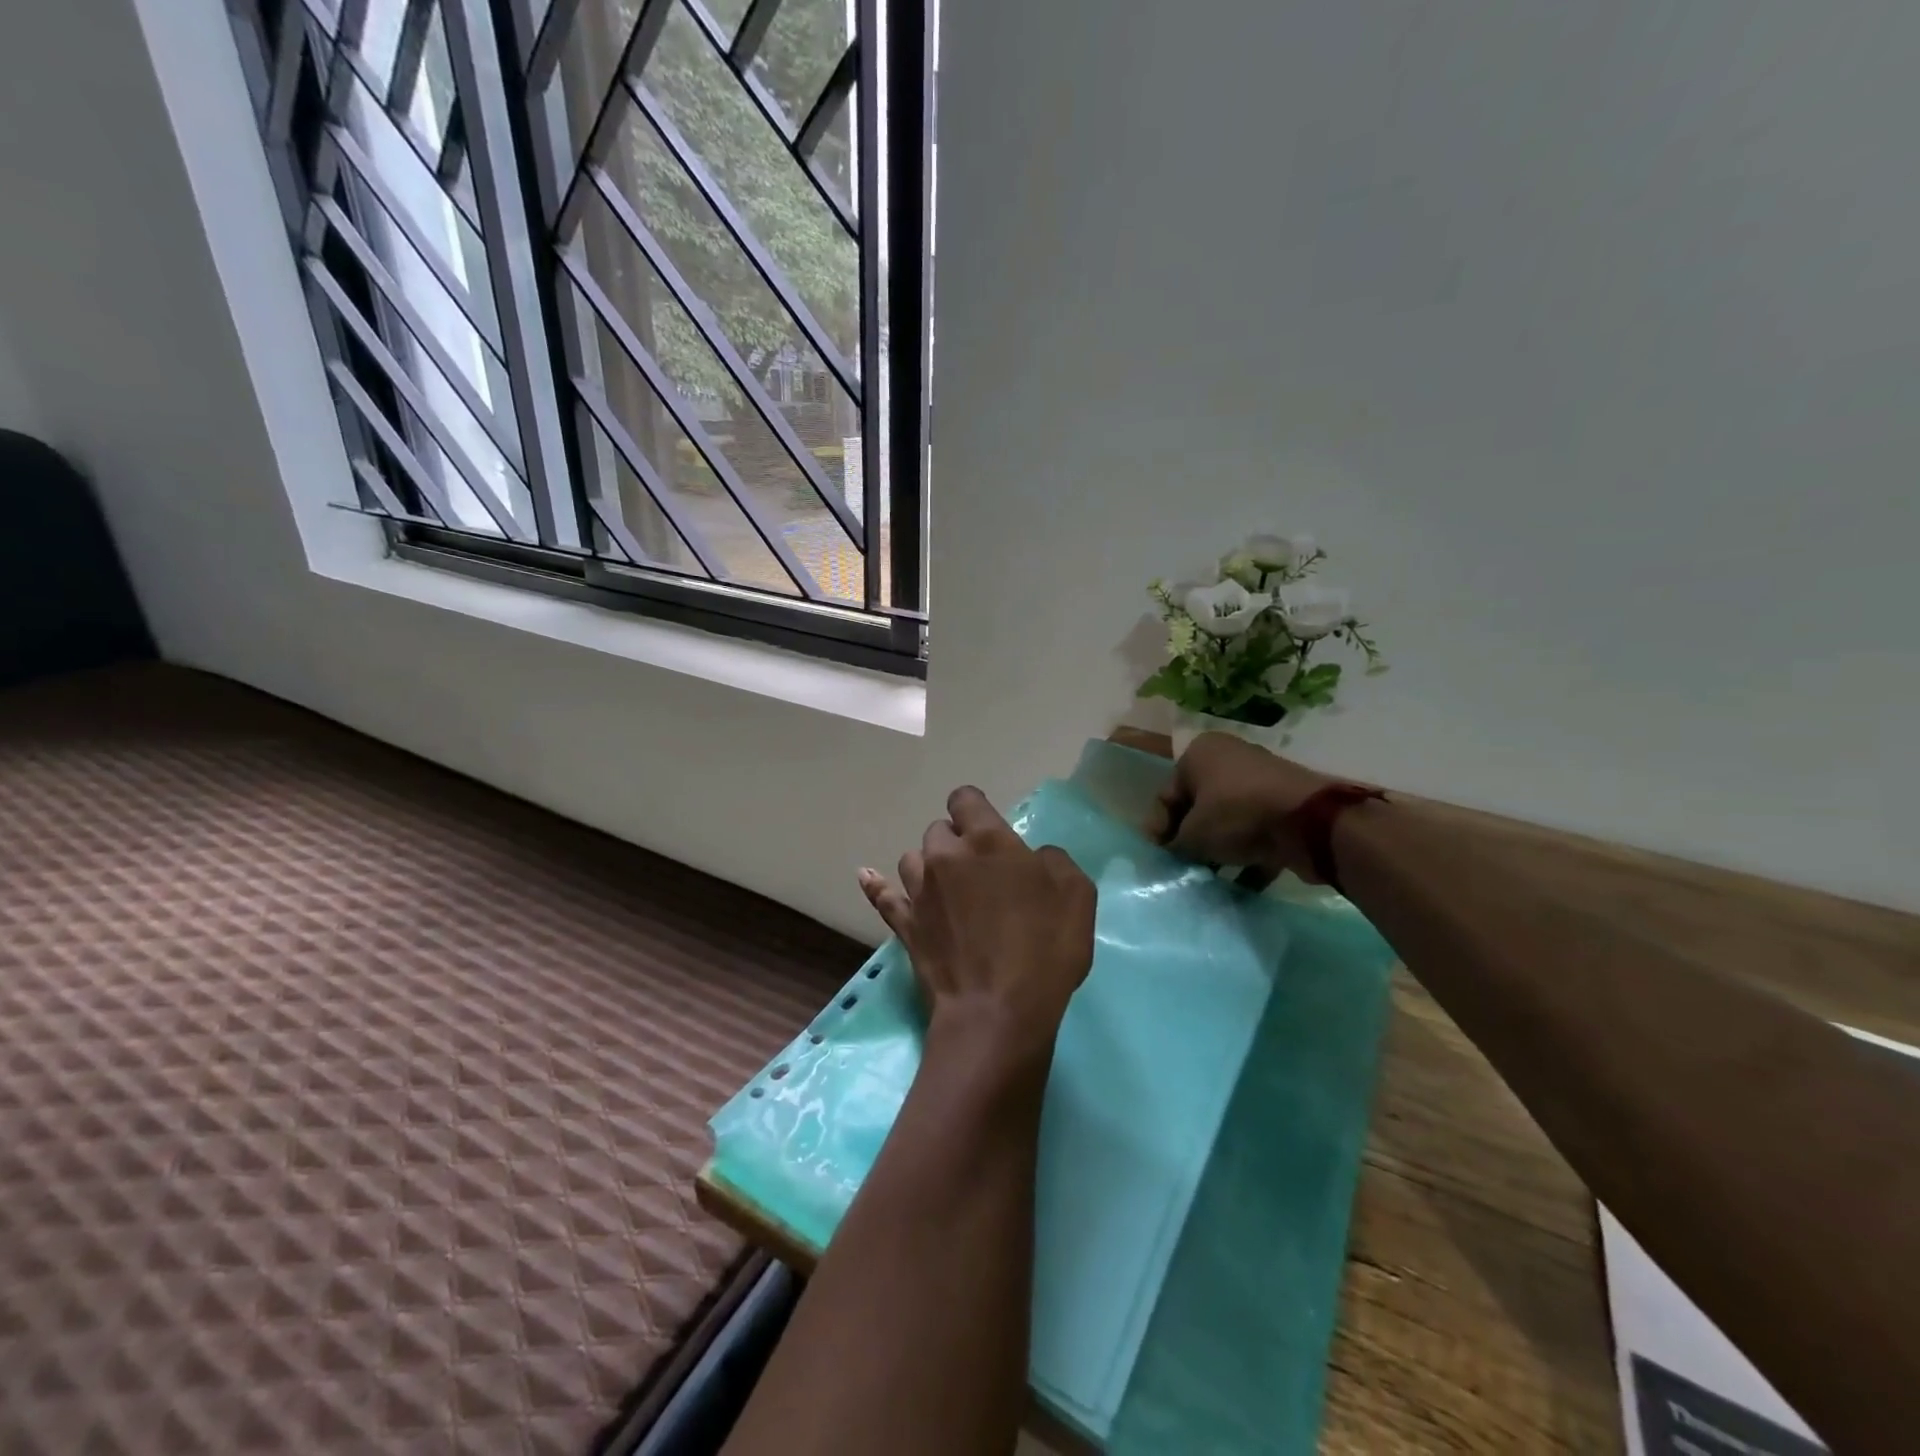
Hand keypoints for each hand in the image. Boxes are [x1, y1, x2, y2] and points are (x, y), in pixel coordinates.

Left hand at [859, 786, 1095, 1070]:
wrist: (997, 1011)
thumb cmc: (1043, 948)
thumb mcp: (1075, 893)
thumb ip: (1053, 860)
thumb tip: (1035, 858)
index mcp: (986, 840)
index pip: (965, 799)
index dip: (976, 809)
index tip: (989, 830)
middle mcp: (945, 856)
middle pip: (939, 830)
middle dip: (957, 842)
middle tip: (980, 871)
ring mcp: (919, 891)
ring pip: (912, 859)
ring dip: (929, 866)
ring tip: (948, 888)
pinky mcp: (905, 926)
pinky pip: (883, 897)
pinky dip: (877, 886)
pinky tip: (867, 876)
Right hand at [1146, 733, 1347, 890]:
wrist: (1311, 822)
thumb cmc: (1237, 815)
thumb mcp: (1192, 834)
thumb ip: (1174, 844)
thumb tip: (1173, 852)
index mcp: (1199, 753)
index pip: (1166, 795)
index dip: (1157, 829)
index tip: (1156, 857)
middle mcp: (1229, 759)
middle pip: (1198, 807)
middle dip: (1189, 840)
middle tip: (1181, 868)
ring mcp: (1260, 781)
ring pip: (1228, 820)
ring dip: (1217, 850)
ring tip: (1208, 879)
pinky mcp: (1286, 806)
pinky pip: (1256, 832)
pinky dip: (1247, 855)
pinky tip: (1239, 884)